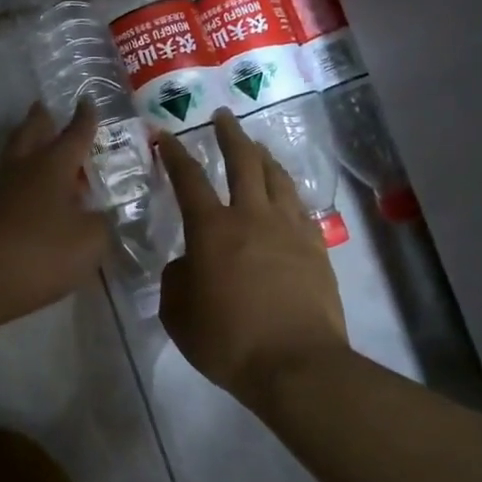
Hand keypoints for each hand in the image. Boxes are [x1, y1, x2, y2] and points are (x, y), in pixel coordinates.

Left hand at [0, 101, 107, 324]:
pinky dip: (22, 185)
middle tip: (45, 109)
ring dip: (27, 149)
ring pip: (15, 158)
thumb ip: (101, 224)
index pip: (74, 134)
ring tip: (39, 149)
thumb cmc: (40, 250)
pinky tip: (31, 198)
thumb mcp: (89, 240)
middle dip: (41, 120)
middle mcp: (24, 169)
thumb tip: (100, 216)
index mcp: (53, 165)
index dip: (84, 119)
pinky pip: (8, 189)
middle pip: (31, 133)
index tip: (87, 101)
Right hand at [157, 110, 349, 404]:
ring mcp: (289, 229)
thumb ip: (176, 280)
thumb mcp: (178, 314)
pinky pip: (299, 205)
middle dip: (230, 134)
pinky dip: (287, 190)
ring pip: (277, 177)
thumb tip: (188, 265)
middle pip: (243, 161)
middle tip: (223, 116)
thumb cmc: (228, 340)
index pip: (189, 179)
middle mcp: (251, 216)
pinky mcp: (315, 247)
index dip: (175, 154)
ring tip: (255, 146)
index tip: (166, 135)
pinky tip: (285, 193)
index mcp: (212, 228)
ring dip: (262, 156)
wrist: (296, 364)